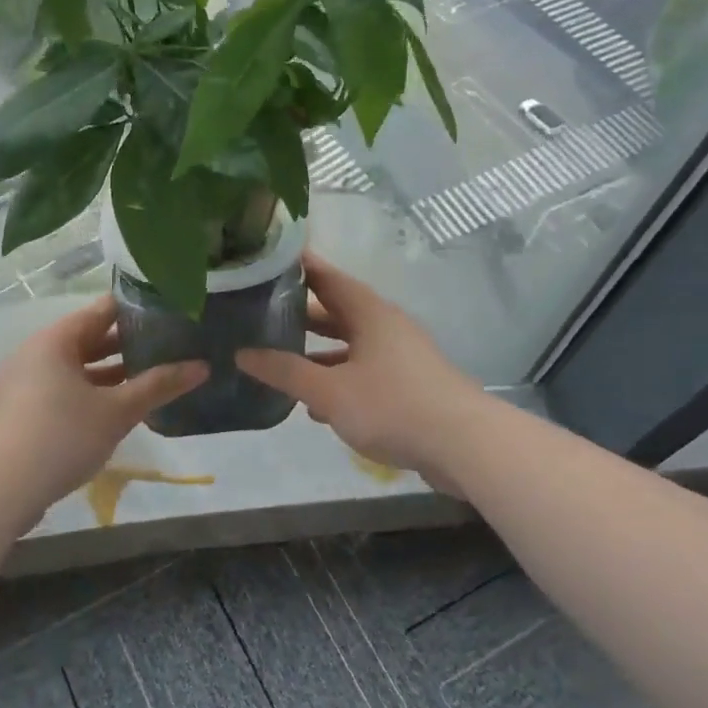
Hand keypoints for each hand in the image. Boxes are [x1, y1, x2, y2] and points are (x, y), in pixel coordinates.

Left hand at [0, 296, 207, 520]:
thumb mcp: (117, 411)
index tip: (170, 314)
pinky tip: (111, 412)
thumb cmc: (62, 436)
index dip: (137, 310)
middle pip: (87, 339)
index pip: (102, 310)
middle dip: (126, 346)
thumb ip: (158, 386)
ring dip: (108, 375)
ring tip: (146, 381)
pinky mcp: (16, 413)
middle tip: (167, 348)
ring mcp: (20, 384)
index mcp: (55, 340)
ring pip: (73, 369)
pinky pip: (58, 391)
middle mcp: (34, 353)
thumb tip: (203, 367)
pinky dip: (86, 395)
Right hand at [236, 253, 483, 493]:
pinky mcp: (408, 386)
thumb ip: (285, 372)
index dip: (298, 267)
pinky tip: (316, 406)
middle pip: (337, 311)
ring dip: (318, 353)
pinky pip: (364, 372)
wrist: (464, 446)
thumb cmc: (393, 406)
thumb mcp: (329, 391)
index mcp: (369, 313)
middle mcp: (386, 326)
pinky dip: (338, 380)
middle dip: (301, 314)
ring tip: (280, 360)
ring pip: (350, 345)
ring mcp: (400, 356)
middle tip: (261, 313)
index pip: (327, 277)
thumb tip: (242, 354)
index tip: (265, 261)